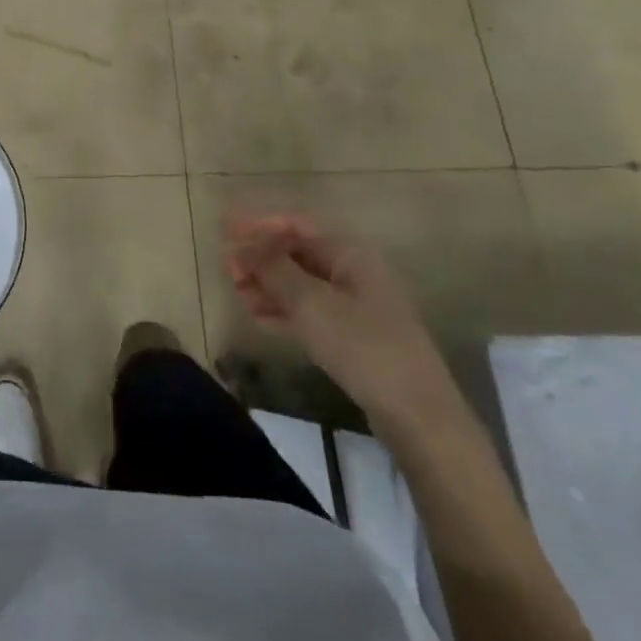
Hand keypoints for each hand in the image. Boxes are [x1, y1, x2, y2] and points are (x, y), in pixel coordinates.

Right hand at [223, 211, 460, 434]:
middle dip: (260, 257)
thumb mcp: (310, 303)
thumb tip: (244, 247)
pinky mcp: (354, 336)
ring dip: (267, 284)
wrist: (418, 416)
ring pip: (301, 284)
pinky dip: (283, 309)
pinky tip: (258, 316)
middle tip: (226, 269)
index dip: (257, 224)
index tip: (223, 227)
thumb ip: (273, 269)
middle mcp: (354, 271)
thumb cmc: (362, 346)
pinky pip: (310, 311)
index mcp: (349, 253)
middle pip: (297, 253)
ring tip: (236, 294)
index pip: (295, 225)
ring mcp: (356, 305)